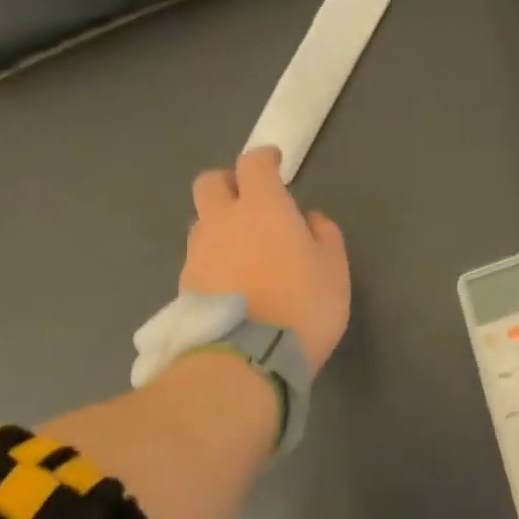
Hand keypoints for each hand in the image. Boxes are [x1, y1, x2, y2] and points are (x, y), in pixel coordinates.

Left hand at [181, 147, 350, 374]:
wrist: (247, 360)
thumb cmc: (302, 309)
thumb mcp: (334, 272)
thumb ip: (324, 236)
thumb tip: (309, 220)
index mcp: (262, 208)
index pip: (254, 164)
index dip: (265, 158)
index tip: (274, 164)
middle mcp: (222, 222)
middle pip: (210, 183)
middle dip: (227, 184)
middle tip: (246, 202)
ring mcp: (197, 254)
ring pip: (200, 223)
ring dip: (217, 226)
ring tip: (238, 250)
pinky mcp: (185, 287)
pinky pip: (196, 260)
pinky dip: (210, 262)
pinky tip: (227, 284)